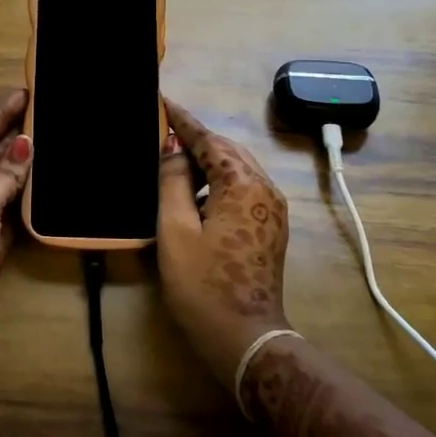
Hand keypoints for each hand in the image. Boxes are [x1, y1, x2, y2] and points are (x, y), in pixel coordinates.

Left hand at [0, 91, 32, 431]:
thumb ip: (5, 175)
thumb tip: (27, 143)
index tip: (25, 96)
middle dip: (15, 141)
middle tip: (49, 116)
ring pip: (2, 186)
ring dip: (25, 170)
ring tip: (56, 142)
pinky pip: (12, 213)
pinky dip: (29, 200)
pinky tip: (51, 183)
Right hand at [157, 98, 290, 390]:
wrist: (244, 336)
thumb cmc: (202, 283)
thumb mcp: (175, 229)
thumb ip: (173, 181)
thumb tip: (174, 150)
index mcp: (242, 185)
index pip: (209, 140)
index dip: (183, 120)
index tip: (162, 101)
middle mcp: (264, 188)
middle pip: (228, 150)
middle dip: (197, 138)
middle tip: (164, 132)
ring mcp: (273, 208)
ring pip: (238, 168)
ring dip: (209, 161)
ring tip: (175, 161)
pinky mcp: (271, 225)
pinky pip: (244, 188)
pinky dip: (220, 180)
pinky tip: (196, 193)